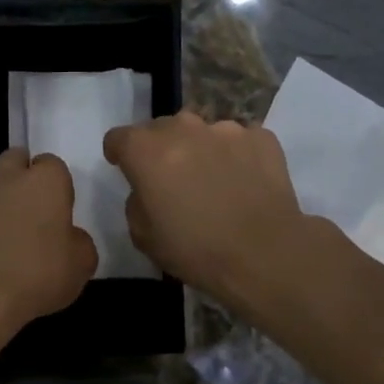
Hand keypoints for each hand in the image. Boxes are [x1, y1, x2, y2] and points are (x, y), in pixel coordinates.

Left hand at [0, 148, 96, 328]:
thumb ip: (79, 243)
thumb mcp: (82, 263)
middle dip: (25, 175)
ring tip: (23, 239)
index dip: (59, 182)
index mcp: (45, 180)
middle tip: (40, 206)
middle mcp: (10, 182)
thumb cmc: (40, 270)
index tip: (64, 205)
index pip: (52, 163)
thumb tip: (70, 239)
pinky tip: (5, 257)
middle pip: (15, 161)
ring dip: (8, 205)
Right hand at [103, 110, 308, 305]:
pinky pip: (239, 141)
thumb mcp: (143, 236)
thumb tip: (148, 190)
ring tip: (213, 182)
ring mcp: (226, 129)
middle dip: (160, 149)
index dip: (119, 153)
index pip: (119, 137)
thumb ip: (137, 202)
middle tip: (171, 180)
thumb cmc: (195, 250)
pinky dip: (235, 156)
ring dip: (199, 150)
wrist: (265, 254)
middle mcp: (184, 128)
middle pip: (161, 128)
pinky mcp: (261, 138)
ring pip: (201, 132)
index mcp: (147, 151)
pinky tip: (243, 183)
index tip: (125, 168)